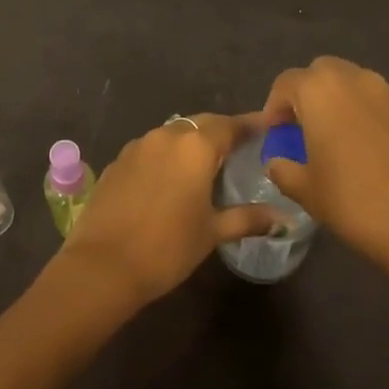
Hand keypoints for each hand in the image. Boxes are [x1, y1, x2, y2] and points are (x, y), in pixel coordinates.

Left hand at [55, 114, 276, 310]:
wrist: (103, 265)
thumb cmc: (167, 247)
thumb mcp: (212, 232)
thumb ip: (248, 218)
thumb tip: (285, 218)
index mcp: (195, 147)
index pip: (230, 125)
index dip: (250, 125)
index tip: (268, 127)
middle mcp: (166, 136)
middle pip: (200, 124)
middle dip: (221, 131)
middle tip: (240, 146)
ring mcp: (137, 147)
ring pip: (173, 134)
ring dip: (191, 142)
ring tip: (207, 163)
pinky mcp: (117, 162)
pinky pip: (150, 149)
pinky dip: (166, 156)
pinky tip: (170, 178)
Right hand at [262, 57, 388, 293]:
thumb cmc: (355, 202)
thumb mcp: (306, 191)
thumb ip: (283, 169)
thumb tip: (277, 163)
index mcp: (321, 91)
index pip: (286, 83)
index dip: (274, 106)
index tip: (275, 134)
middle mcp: (357, 80)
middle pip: (323, 73)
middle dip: (309, 94)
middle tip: (304, 129)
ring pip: (356, 85)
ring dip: (340, 103)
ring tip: (337, 141)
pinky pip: (382, 105)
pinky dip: (369, 117)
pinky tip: (370, 153)